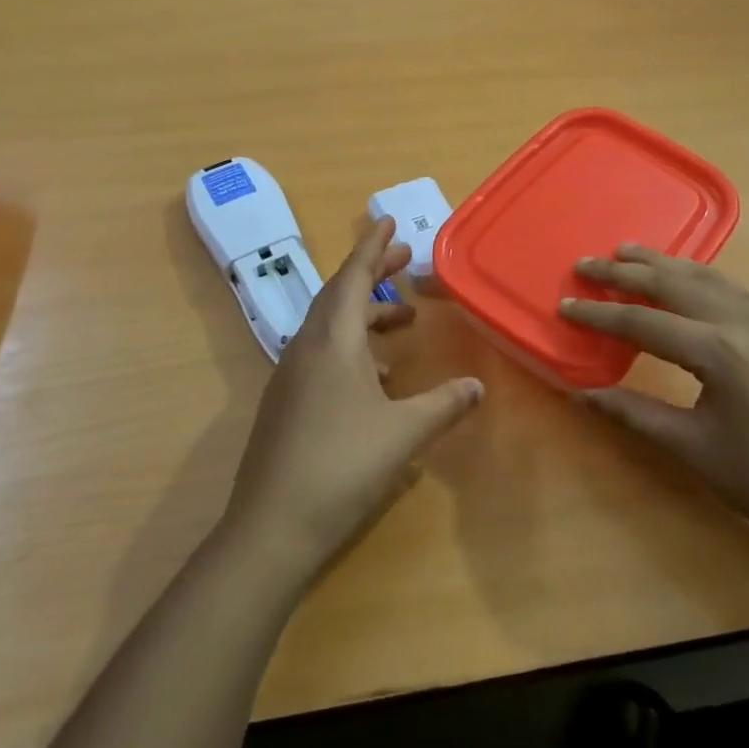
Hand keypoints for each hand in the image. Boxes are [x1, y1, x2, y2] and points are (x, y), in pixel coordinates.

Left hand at [222, 217, 483, 577]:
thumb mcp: (403, 433)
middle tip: (404, 260)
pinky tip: (376, 376)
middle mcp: (307, 346)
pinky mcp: (286, 402)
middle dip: (372, 272)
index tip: (388, 220)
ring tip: (403, 320)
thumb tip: (477, 386)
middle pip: (340, 294)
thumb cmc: (341, 467)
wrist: (271, 527)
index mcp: (332, 340)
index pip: (354, 276)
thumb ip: (443, 405)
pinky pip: (322, 354)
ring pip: (330, 326)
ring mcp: (291, 375)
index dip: (373, 246)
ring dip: (366, 314)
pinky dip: (352, 347)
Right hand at [560, 246, 748, 564]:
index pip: (643, 321)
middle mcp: (743, 324)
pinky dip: (700, 276)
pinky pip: (734, 291)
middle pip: (674, 285)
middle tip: (587, 262)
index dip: (599, 314)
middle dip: (626, 272)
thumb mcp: (690, 447)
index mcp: (719, 351)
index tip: (564, 304)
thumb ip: (632, 412)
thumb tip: (579, 393)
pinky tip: (688, 278)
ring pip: (707, 279)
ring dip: (665, 264)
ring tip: (629, 251)